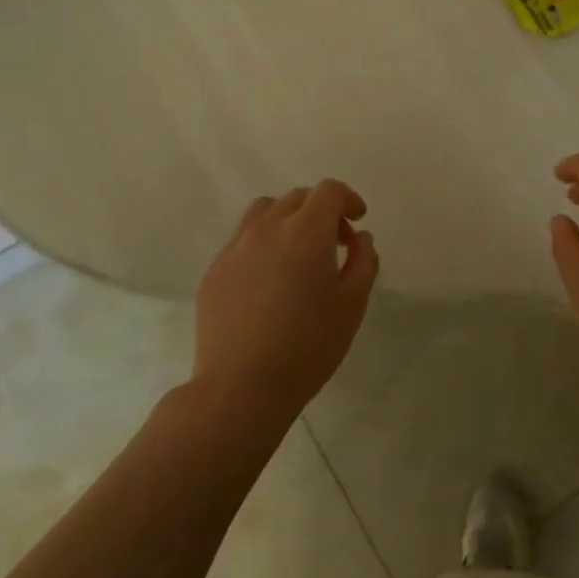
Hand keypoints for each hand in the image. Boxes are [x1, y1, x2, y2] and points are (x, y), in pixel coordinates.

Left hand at [194, 180, 379, 423]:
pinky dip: (263, 243)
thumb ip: (363, 262)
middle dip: (321, 211)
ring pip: (264, 212)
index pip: (328, 191)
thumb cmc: (308, 345)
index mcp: (306, 232)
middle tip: (336, 244)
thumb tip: (360, 238)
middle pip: (297, 198)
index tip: (358, 219)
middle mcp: (267, 229)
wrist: (242, 385)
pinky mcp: (215, 270)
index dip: (348, 199)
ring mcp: (236, 248)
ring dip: (288, 220)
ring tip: (298, 252)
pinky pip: (243, 240)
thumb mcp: (353, 304)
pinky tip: (270, 280)